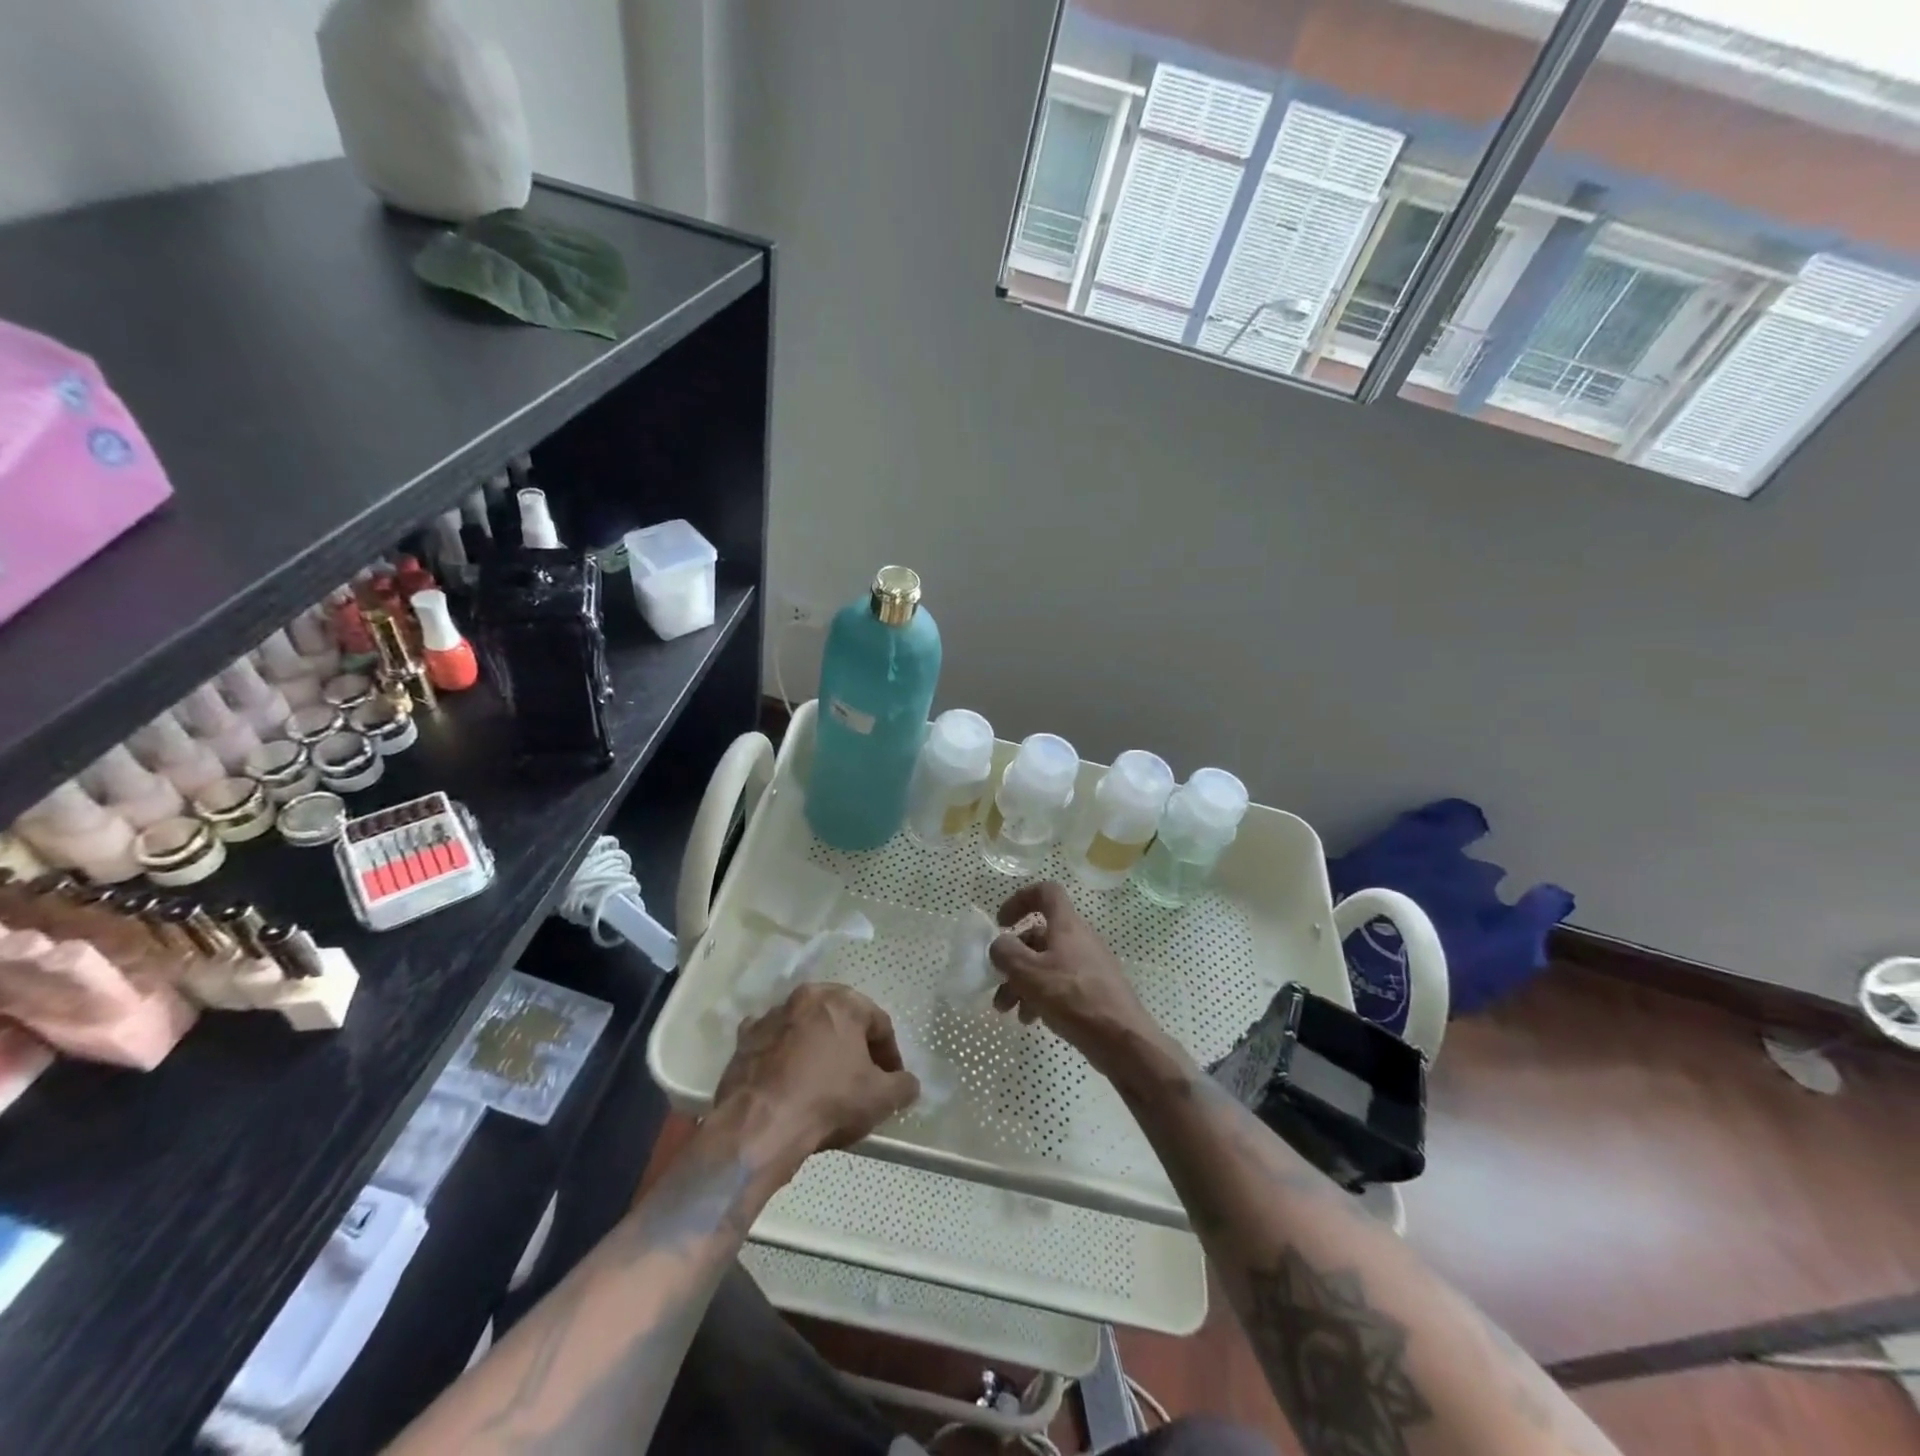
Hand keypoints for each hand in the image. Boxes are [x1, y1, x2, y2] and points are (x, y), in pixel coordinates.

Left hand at [713, 983, 919, 1171]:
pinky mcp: (744, 1040)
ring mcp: (771, 1016)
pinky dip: (782, 1056)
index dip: (890, 1054)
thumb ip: (903, 1086)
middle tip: (860, 1077)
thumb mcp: (880, 1099)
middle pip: (840, 1020)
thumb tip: (909, 1083)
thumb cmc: (827, 1101)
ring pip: (805, 1028)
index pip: (878, 1023)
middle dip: (853, 1045)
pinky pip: (773, 1043)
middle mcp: (806, 998)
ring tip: (822, 1082)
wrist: (758, 1126)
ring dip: (817, 1048)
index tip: (892, 1081)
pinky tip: (787, 1082)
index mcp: (842, 1002)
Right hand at [989, 882, 1167, 1080]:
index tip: (1001, 924)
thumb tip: (1000, 944)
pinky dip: (1041, 995)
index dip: (1020, 900)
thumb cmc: (1073, 998)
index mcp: (1067, 925)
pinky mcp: (1094, 989)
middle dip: (1013, 959)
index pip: (1045, 892)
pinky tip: (1032, 1019)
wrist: (1122, 1040)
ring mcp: (1089, 965)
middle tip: (997, 985)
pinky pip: (1061, 983)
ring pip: (1047, 963)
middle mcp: (1079, 939)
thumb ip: (1007, 953)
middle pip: (1040, 936)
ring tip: (1009, 1011)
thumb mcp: (1029, 973)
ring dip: (1023, 982)